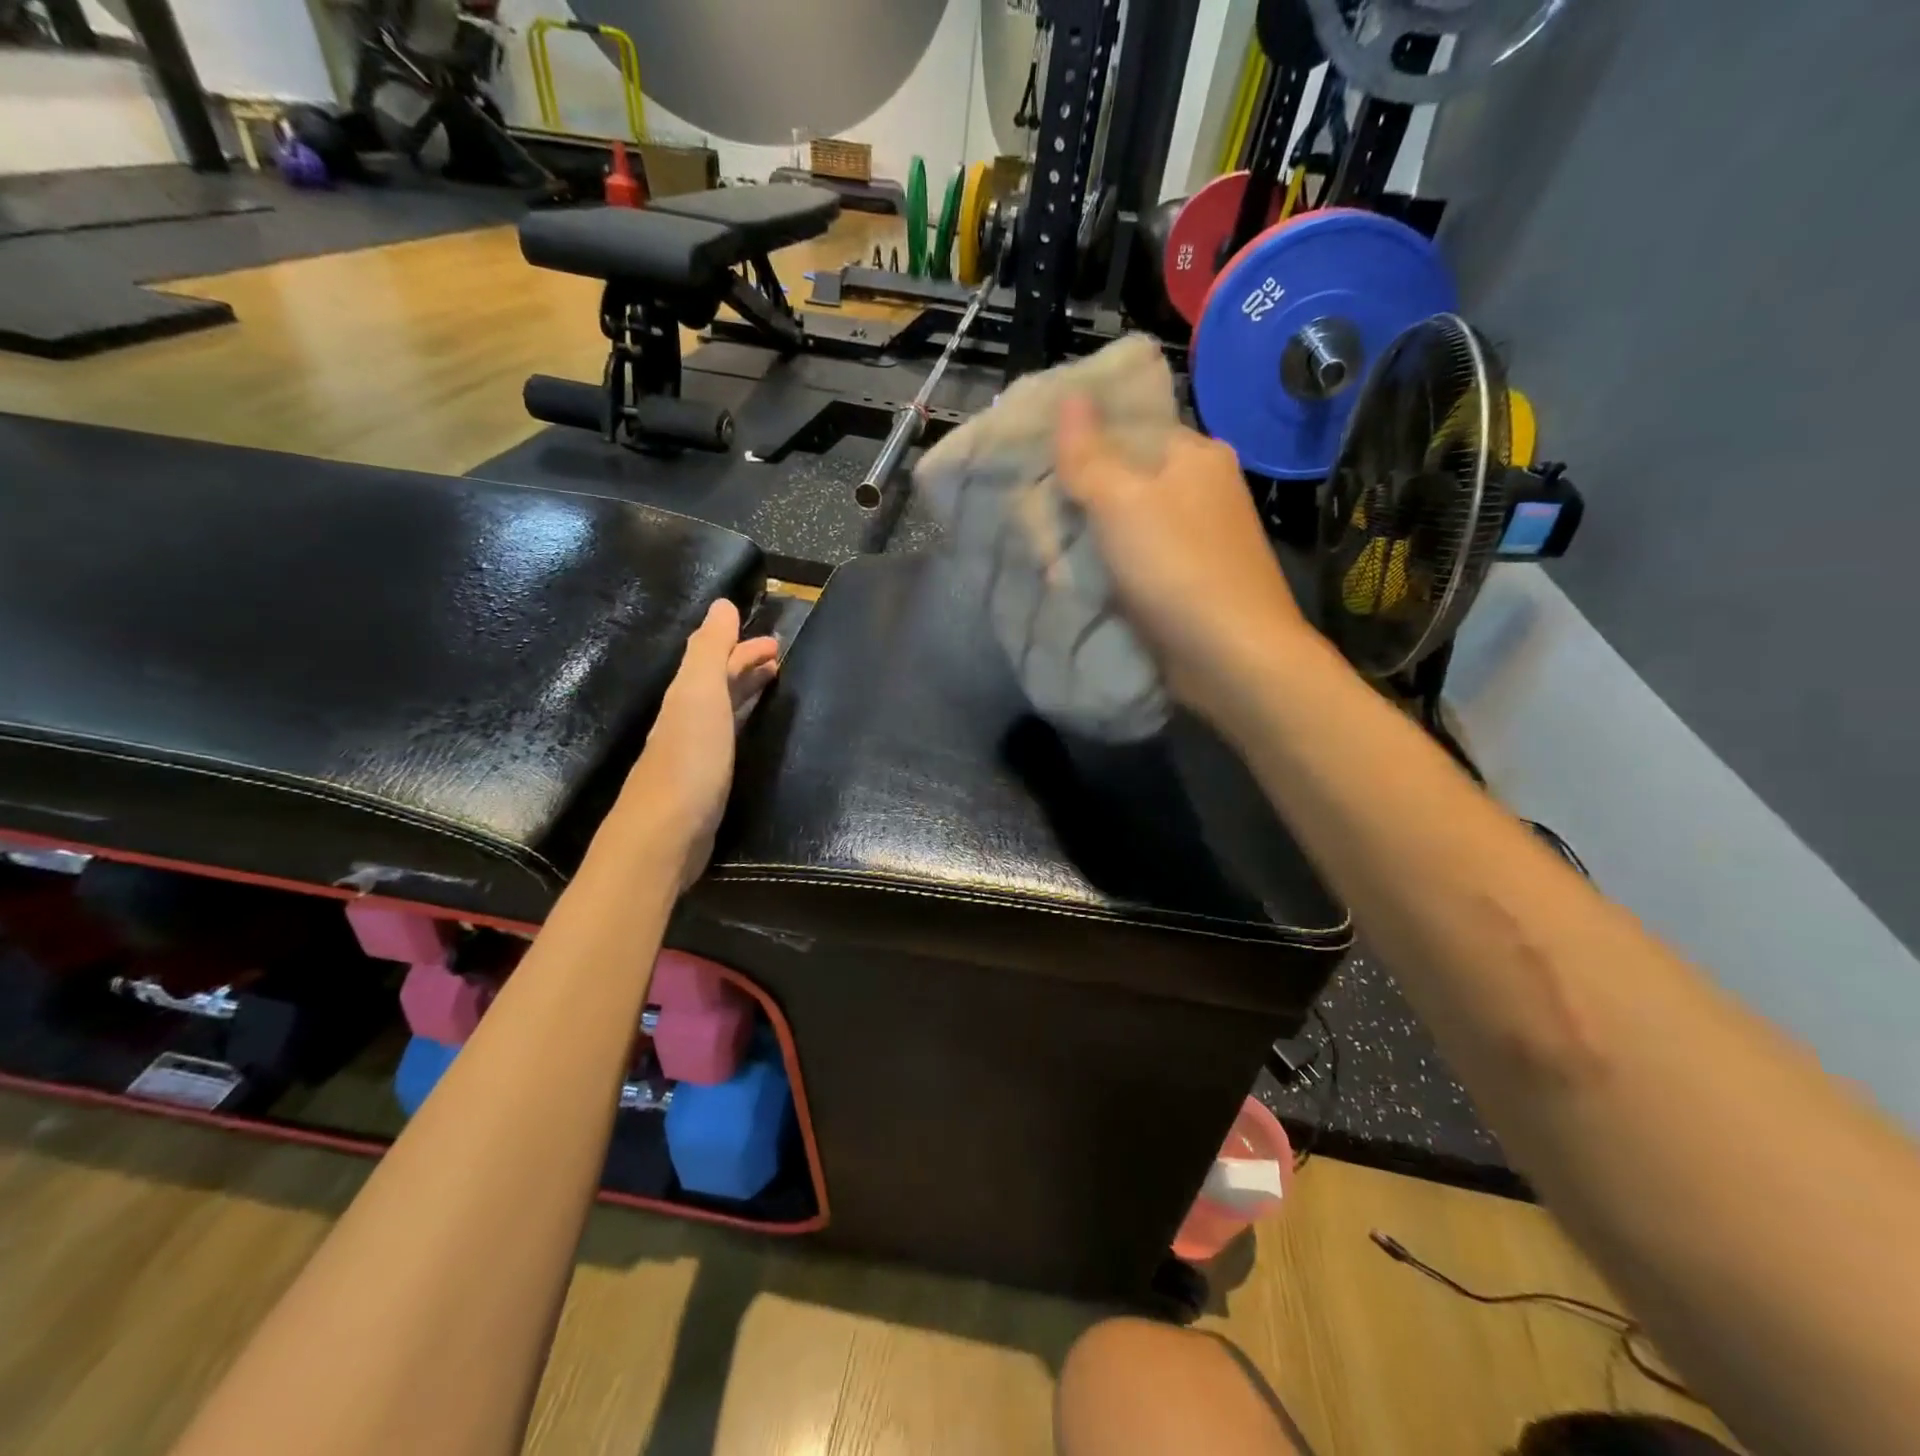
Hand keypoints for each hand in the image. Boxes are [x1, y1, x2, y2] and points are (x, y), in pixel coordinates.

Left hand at [611, 600, 778, 886]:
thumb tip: (721, 604)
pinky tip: (755, 734)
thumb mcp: (699, 695)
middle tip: (780, 660)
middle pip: (717, 683)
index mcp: (687, 696)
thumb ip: (709, 649)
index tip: (775, 642)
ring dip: (745, 693)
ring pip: (723, 710)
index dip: (741, 645)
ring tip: (774, 687)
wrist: (665, 834)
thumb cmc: (689, 759)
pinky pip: (729, 740)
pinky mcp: (706, 783)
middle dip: (745, 666)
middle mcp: (687, 719)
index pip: (714, 659)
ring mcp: (695, 753)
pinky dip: (744, 725)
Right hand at [1053, 397, 1312, 726]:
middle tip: (1035, 505)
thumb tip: (1071, 395)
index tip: (1038, 455)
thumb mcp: (1121, 501)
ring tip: (1048, 543)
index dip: (1085, 436)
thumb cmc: (1176, 567)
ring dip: (1097, 535)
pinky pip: (1144, 562)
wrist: (1232, 657)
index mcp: (1197, 454)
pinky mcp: (1196, 582)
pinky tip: (1085, 578)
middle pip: (1132, 477)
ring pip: (1135, 523)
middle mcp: (1206, 489)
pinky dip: (1116, 567)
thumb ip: (1089, 453)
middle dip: (1086, 492)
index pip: (1133, 425)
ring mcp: (1204, 539)